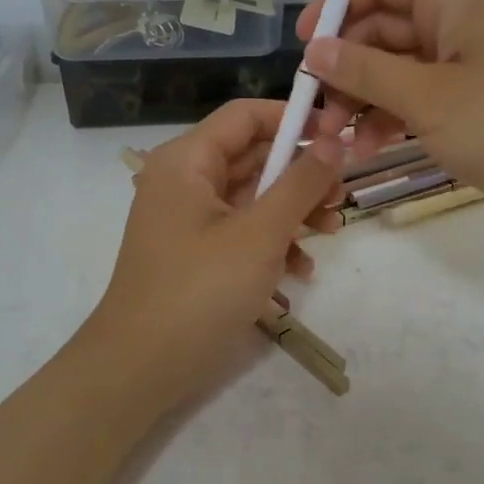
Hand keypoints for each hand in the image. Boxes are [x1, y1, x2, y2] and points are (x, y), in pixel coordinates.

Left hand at [89, 99, 344, 399]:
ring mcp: (188, 220)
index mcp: (188, 161)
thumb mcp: (260, 233)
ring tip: (332, 232)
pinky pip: (241, 232)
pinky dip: (272, 243)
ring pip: (251, 198)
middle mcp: (184, 182)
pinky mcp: (195, 254)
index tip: (338, 136)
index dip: (293, 119)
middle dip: (301, 175)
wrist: (141, 367)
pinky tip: (301, 271)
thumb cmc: (200, 289)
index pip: (245, 116)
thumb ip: (300, 183)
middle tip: (343, 194)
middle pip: (252, 157)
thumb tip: (334, 142)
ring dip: (294, 211)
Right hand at [298, 0, 483, 238]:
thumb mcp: (427, 98)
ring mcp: (470, 60)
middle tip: (317, 114)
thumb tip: (314, 50)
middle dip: (345, 67)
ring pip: (399, 66)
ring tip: (338, 141)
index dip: (334, 5)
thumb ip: (365, 70)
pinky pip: (421, 95)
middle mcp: (461, 18)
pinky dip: (393, 116)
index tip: (303, 49)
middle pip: (384, 26)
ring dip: (364, 98)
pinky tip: (369, 147)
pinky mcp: (478, 98)